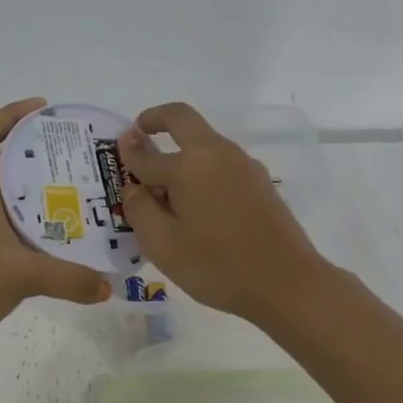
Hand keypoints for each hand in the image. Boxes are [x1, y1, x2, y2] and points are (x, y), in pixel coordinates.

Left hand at [0, 98, 111, 366]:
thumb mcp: (20, 274)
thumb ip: (69, 277)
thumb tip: (108, 286)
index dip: (9, 115)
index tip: (43, 109)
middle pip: (7, 165)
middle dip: (41, 154)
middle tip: (82, 155)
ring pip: (15, 201)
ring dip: (44, 193)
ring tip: (86, 191)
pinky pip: (20, 234)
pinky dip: (43, 230)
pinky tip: (72, 238)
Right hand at [117, 102, 328, 323]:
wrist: (287, 283)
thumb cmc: (217, 267)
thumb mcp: (163, 245)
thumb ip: (140, 209)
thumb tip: (133, 185)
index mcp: (189, 165)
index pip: (147, 154)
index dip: (127, 153)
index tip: (115, 149)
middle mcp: (217, 153)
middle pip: (182, 119)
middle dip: (156, 120)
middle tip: (138, 134)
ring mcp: (243, 165)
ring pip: (205, 143)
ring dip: (180, 150)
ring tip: (164, 189)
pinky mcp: (260, 182)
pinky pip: (221, 164)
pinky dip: (200, 169)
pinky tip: (195, 204)